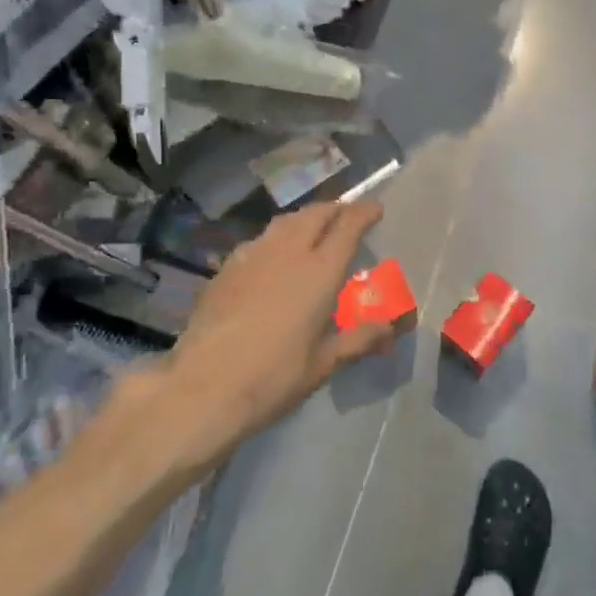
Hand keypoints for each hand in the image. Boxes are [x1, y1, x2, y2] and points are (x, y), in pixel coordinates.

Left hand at [158, 200, 393, 462]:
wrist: (203, 387)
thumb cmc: (273, 377)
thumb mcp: (324, 363)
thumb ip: (359, 338)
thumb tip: (391, 327)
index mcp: (319, 271)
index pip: (347, 226)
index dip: (363, 212)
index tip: (375, 209)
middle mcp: (287, 252)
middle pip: (315, 214)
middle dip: (334, 209)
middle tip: (346, 217)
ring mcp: (252, 256)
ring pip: (284, 222)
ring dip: (304, 219)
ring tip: (312, 230)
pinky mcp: (225, 269)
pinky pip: (258, 240)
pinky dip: (276, 239)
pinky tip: (272, 258)